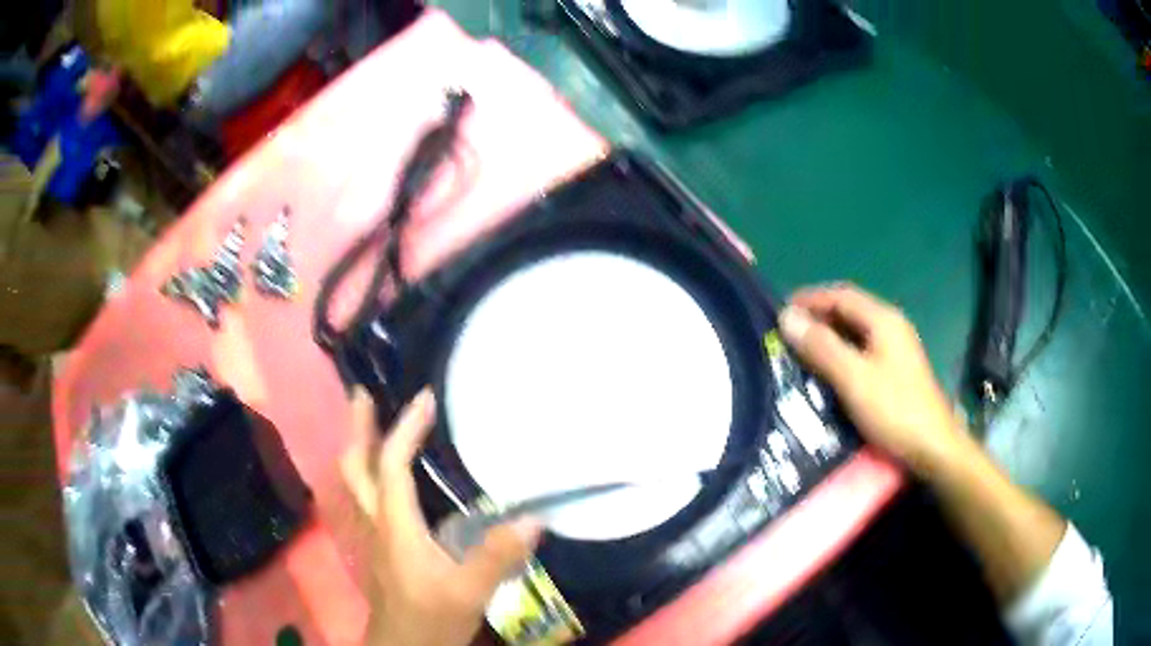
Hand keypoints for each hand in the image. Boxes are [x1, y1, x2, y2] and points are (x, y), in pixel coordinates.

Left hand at [342, 388, 542, 645]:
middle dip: (359, 429)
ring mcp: (374, 537)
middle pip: (355, 468)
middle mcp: (377, 523)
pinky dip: (372, 475)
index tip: (424, 398)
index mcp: (396, 527)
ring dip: (362, 449)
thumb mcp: (469, 592)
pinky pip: (368, 499)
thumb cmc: (430, 619)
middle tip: (365, 394)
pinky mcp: (381, 549)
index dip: (404, 429)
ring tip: (373, 425)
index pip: (392, 467)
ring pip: (356, 483)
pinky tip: (392, 481)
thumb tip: (533, 518)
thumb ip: (496, 557)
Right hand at [778, 284, 966, 473]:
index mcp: (883, 320)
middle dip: (818, 318)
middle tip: (787, 335)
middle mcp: (891, 327)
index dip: (810, 299)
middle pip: (849, 311)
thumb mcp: (853, 378)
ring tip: (800, 353)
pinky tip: (827, 373)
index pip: (841, 296)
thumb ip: (821, 347)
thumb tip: (787, 317)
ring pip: (856, 333)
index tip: (780, 311)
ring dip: (828, 338)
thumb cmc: (894, 409)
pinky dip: (841, 354)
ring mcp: (896, 350)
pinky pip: (862, 352)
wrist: (932, 446)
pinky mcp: (896, 371)